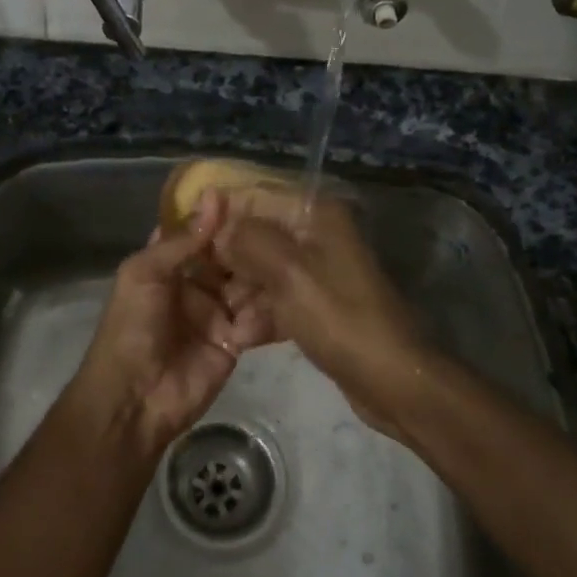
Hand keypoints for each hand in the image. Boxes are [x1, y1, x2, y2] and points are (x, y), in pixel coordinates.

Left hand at [68, 191, 272, 454]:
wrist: (134, 399)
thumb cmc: (131, 327)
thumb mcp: (146, 273)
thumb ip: (183, 239)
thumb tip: (215, 195)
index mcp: (167, 264)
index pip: (198, 231)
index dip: (220, 212)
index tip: (254, 188)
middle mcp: (195, 284)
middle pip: (229, 256)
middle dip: (250, 241)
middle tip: (286, 219)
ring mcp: (217, 312)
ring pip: (248, 283)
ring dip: (264, 271)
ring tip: (292, 252)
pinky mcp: (235, 341)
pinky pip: (257, 317)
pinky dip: (269, 307)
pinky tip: (289, 291)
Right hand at [211, 190, 430, 441]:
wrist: (392, 379)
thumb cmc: (339, 318)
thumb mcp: (288, 273)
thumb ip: (247, 241)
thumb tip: (217, 229)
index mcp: (314, 214)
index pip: (253, 197)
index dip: (218, 216)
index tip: (184, 240)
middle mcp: (316, 234)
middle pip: (256, 235)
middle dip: (227, 262)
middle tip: (198, 288)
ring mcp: (318, 270)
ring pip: (263, 270)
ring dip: (241, 295)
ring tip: (224, 322)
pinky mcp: (318, 303)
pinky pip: (277, 298)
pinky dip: (260, 314)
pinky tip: (242, 337)